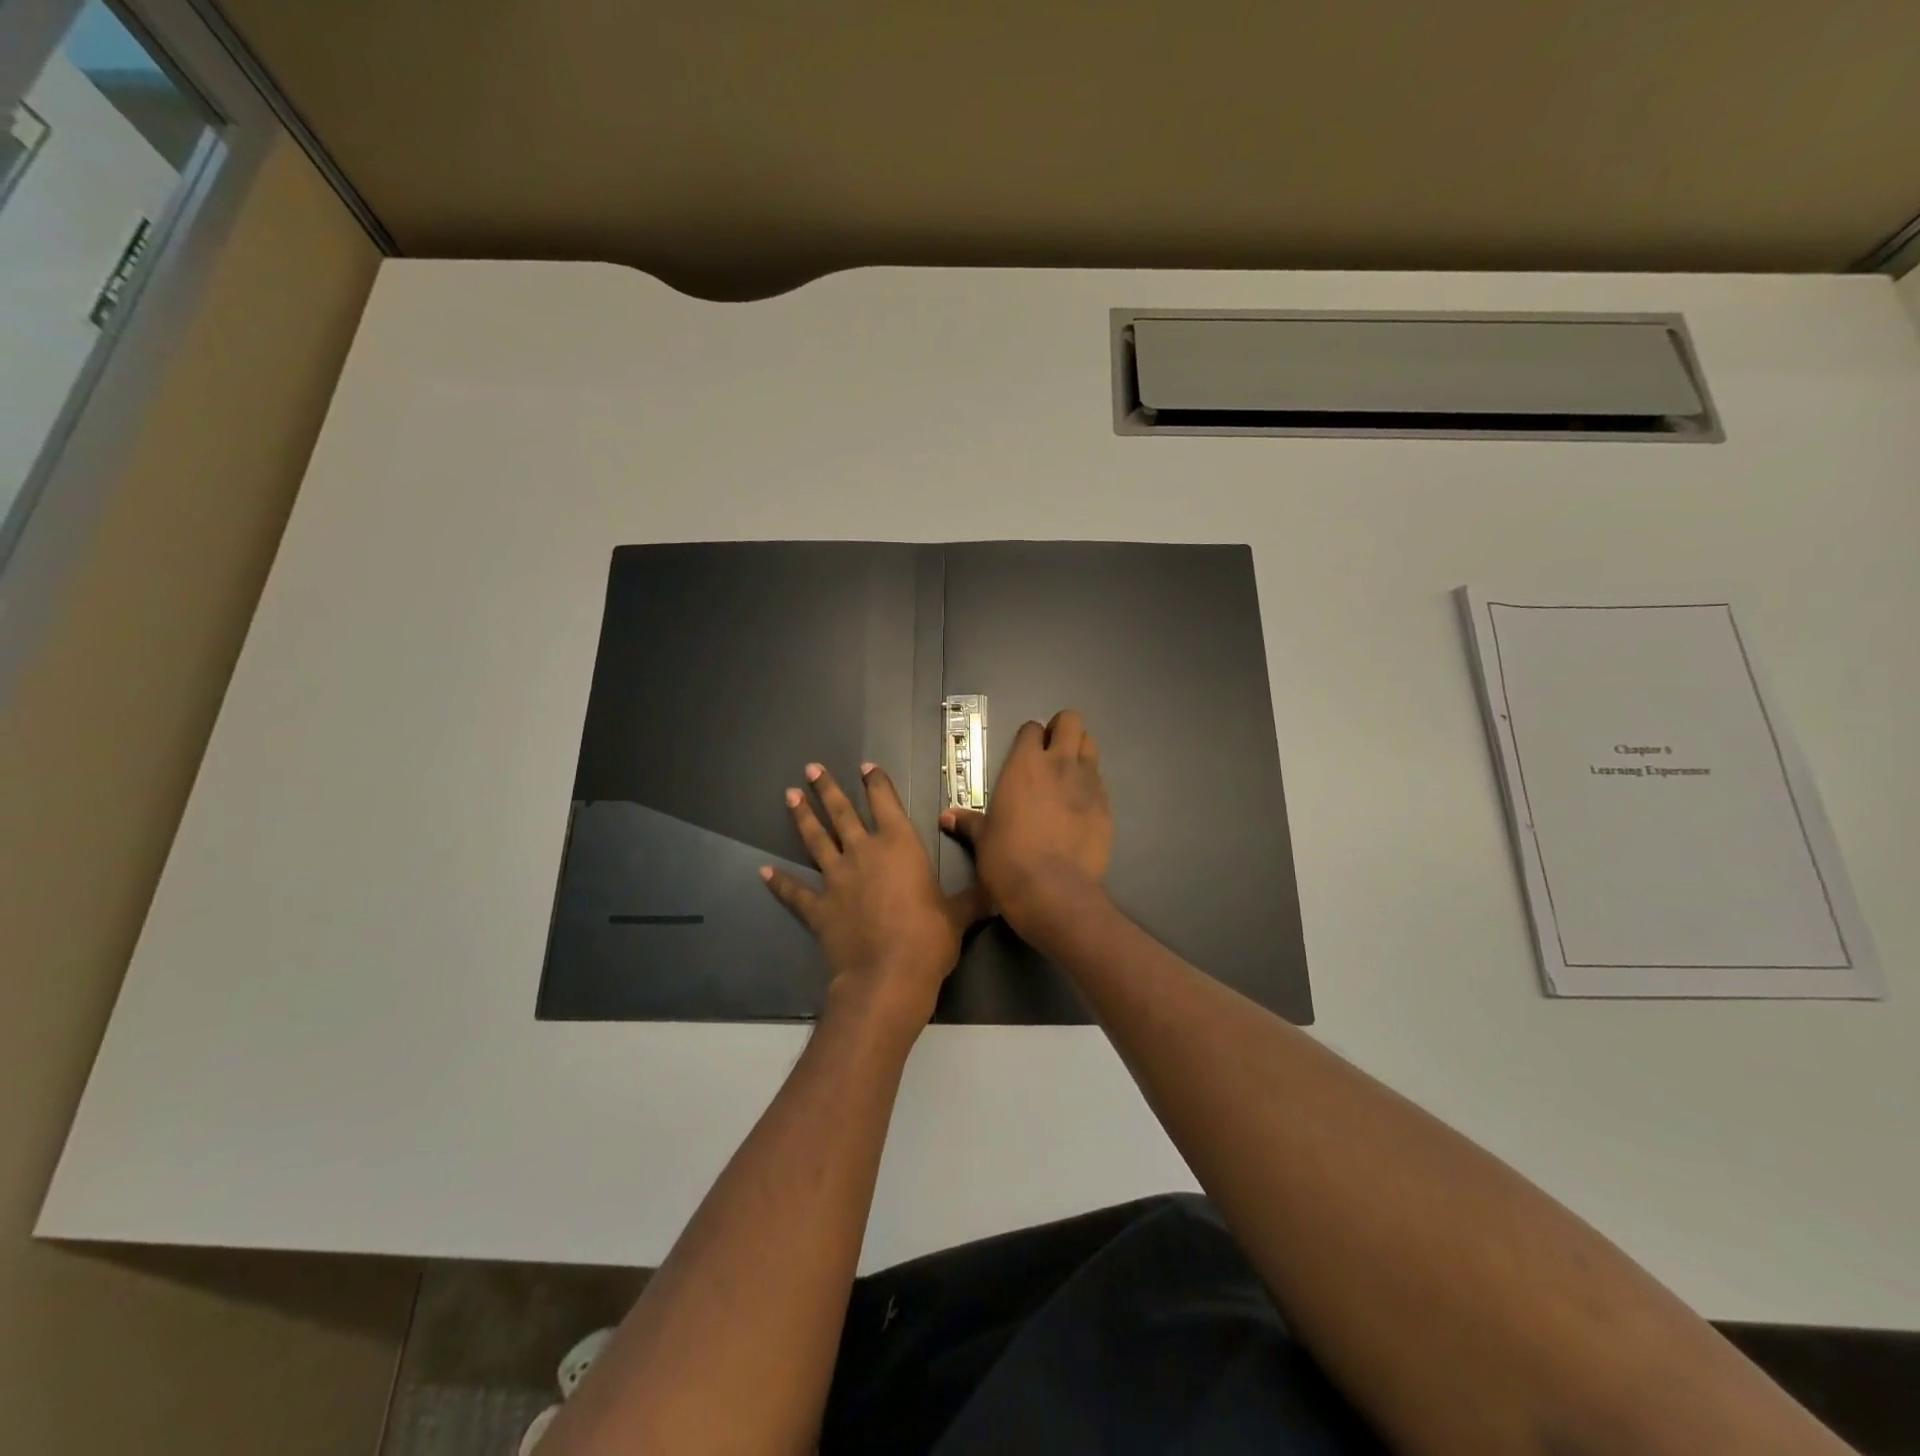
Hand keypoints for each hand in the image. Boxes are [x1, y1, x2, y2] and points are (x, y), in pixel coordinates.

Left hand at [763, 762, 981, 1035]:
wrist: (888, 975)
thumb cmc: (929, 938)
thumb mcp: (960, 916)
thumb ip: (974, 900)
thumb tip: (999, 895)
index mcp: (899, 846)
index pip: (886, 803)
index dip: (876, 783)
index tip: (865, 767)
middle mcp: (864, 853)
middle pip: (842, 813)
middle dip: (826, 789)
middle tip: (810, 768)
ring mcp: (836, 879)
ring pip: (815, 840)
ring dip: (802, 817)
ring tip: (789, 796)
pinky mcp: (817, 908)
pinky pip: (794, 892)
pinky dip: (778, 882)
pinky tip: (763, 872)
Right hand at [940, 709, 1112, 936]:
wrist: (1053, 890)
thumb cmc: (1008, 860)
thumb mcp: (983, 839)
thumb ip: (969, 822)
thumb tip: (946, 817)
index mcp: (1025, 765)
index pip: (1032, 729)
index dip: (1029, 738)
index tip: (1025, 754)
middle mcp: (1059, 764)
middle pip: (1071, 721)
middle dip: (1062, 730)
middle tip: (1052, 752)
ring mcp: (1088, 783)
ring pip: (1091, 746)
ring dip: (1080, 752)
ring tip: (1068, 776)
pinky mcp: (1107, 806)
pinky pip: (1101, 783)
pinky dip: (1091, 787)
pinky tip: (1081, 808)